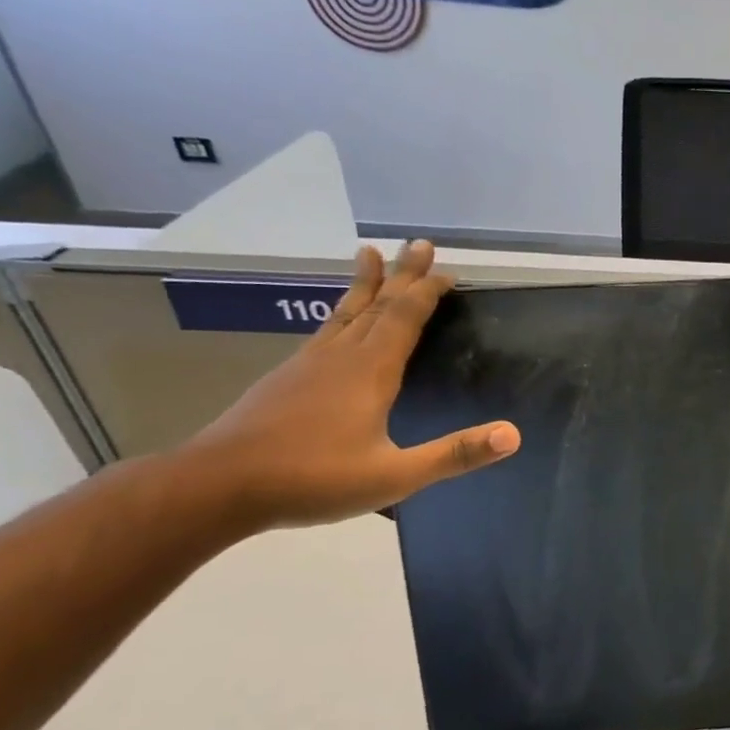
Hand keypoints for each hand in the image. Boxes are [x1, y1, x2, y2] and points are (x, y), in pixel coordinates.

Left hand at [178, 241, 518, 532]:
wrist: (215, 486)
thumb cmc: (312, 479)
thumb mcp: (394, 475)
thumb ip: (454, 454)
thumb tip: (513, 435)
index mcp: (370, 372)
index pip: (405, 318)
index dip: (427, 291)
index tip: (446, 269)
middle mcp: (339, 356)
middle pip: (377, 305)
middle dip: (402, 274)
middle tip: (419, 243)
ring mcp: (307, 364)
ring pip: (344, 313)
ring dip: (365, 284)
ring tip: (369, 256)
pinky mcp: (285, 378)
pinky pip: (324, 331)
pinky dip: (341, 313)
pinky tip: (337, 323)